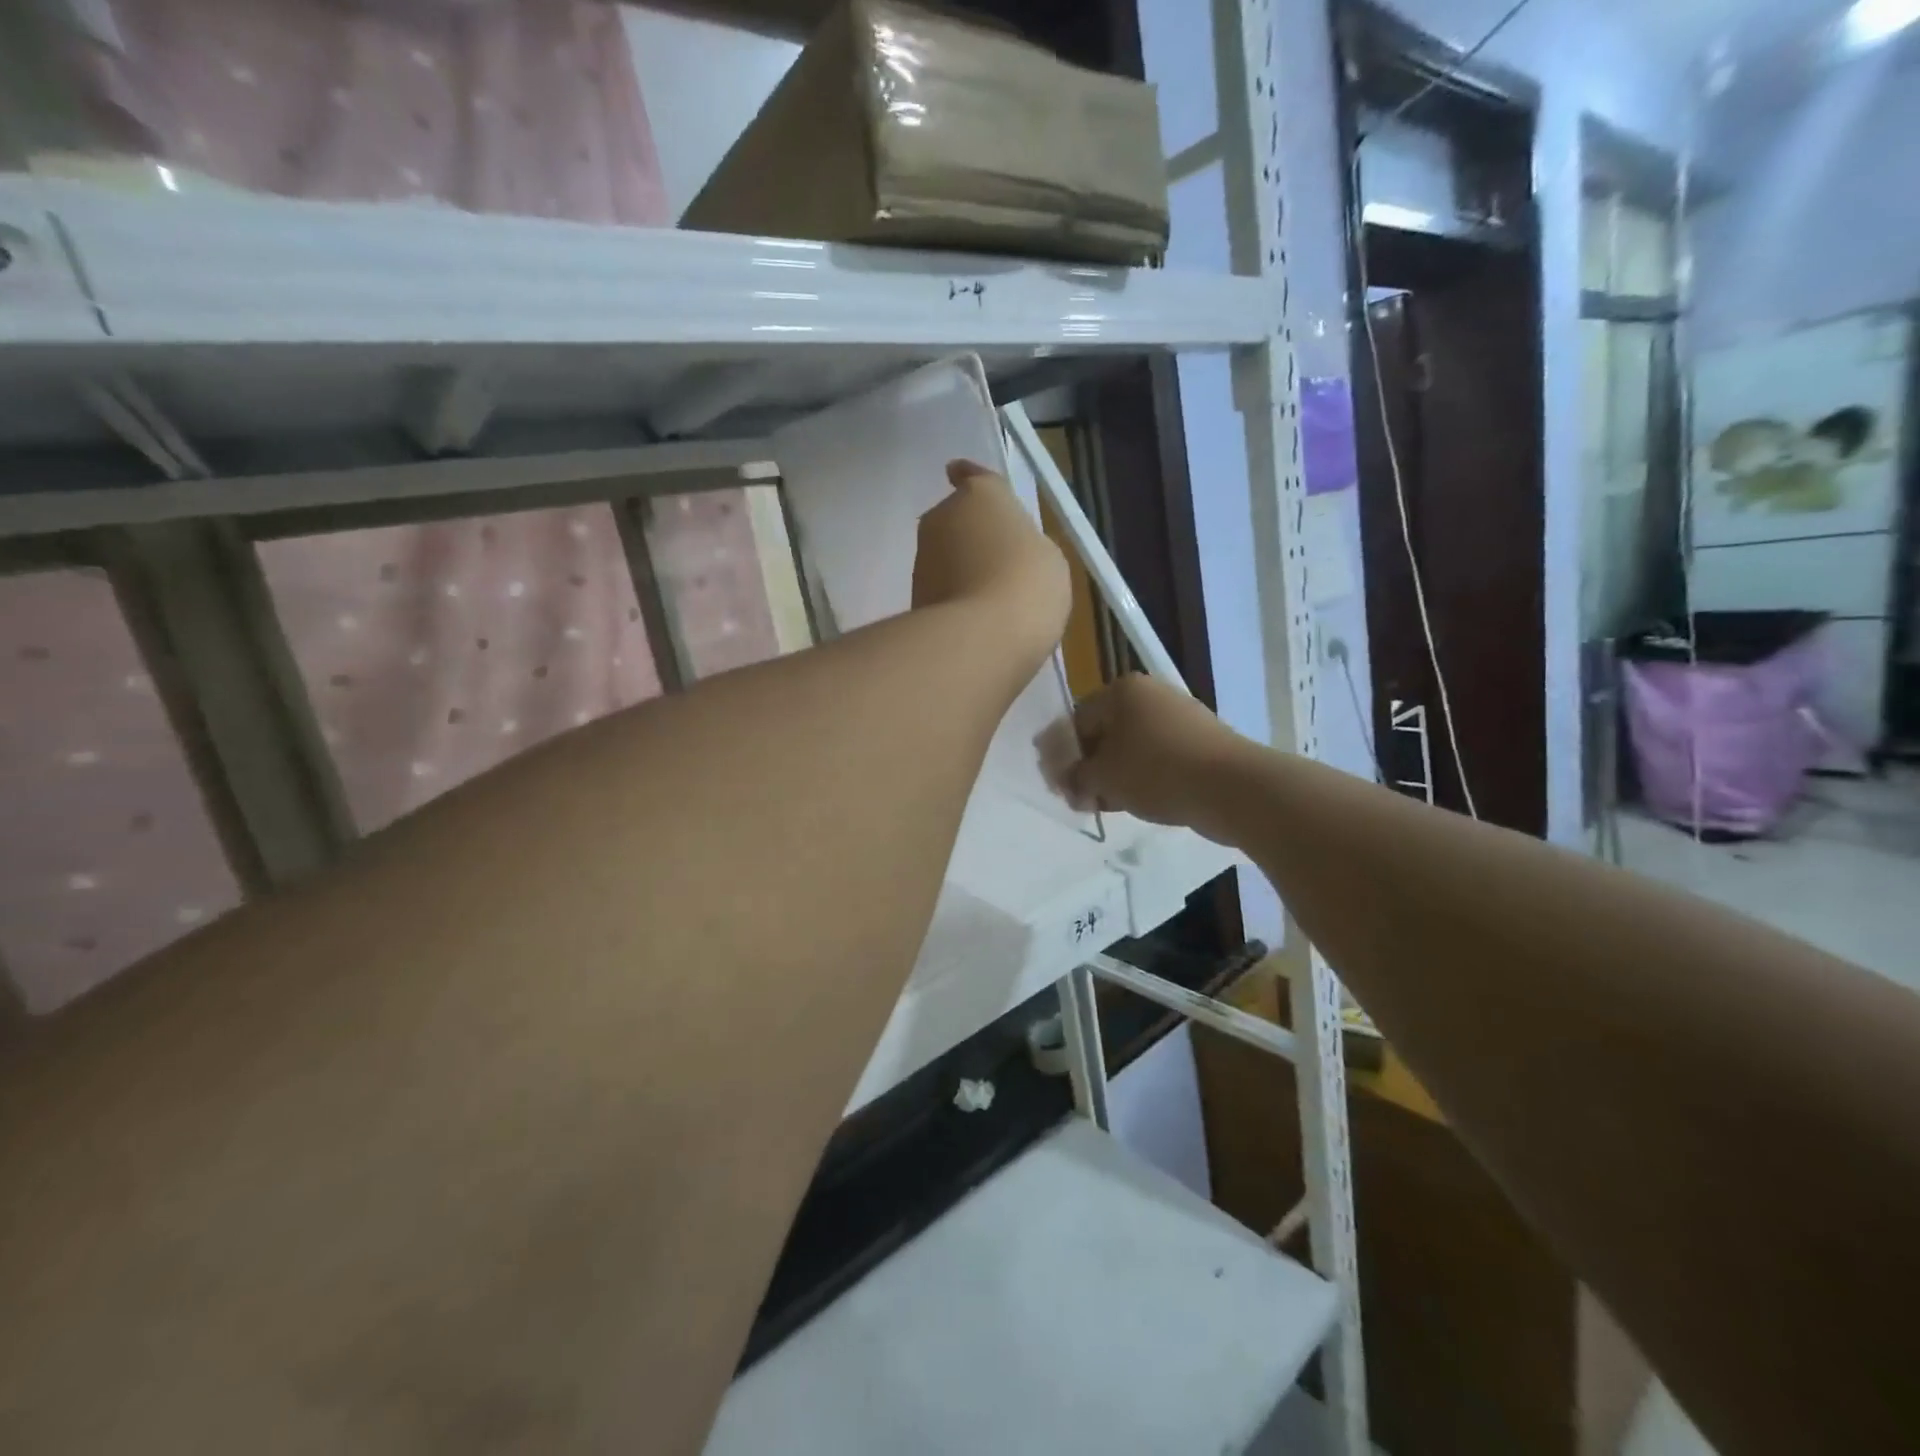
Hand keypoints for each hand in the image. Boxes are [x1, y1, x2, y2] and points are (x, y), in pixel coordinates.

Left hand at [913, 460, 1070, 672]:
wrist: (981, 637)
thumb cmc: (1027, 583)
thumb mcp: (1046, 556)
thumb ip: (1022, 545)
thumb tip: (1005, 552)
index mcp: (981, 495)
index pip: (972, 477)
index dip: (969, 477)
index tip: (958, 473)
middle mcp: (943, 517)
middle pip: (956, 519)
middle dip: (970, 535)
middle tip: (996, 561)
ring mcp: (922, 558)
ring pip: (945, 556)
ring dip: (961, 569)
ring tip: (989, 598)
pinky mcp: (913, 596)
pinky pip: (940, 589)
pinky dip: (953, 598)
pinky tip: (975, 620)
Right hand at [1062, 674, 1244, 828]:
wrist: (1231, 787)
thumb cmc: (1156, 771)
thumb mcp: (1103, 776)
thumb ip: (1074, 776)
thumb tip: (1064, 779)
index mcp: (1122, 690)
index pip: (1076, 720)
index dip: (1060, 754)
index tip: (1055, 785)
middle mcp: (1149, 695)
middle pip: (1104, 732)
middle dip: (1087, 766)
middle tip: (1077, 798)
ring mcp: (1177, 716)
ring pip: (1130, 747)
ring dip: (1111, 775)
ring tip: (1102, 805)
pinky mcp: (1197, 741)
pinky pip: (1155, 757)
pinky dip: (1139, 776)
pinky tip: (1132, 801)